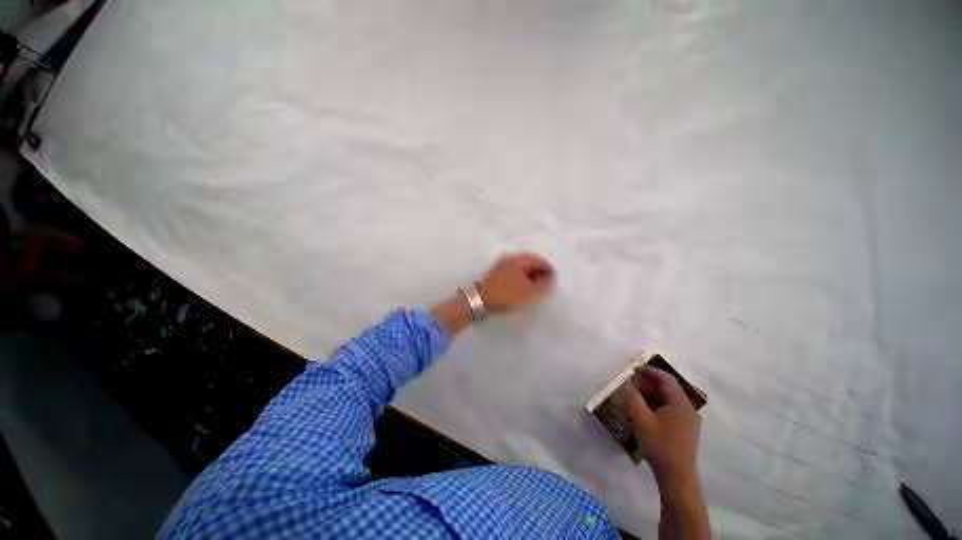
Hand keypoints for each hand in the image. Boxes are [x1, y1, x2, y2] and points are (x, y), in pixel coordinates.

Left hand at [478, 253, 555, 313]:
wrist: (480, 300)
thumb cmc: (507, 295)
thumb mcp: (529, 292)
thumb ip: (544, 285)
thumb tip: (552, 279)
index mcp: (519, 259)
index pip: (539, 260)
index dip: (549, 270)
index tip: (555, 281)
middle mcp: (510, 258)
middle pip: (530, 262)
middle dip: (540, 272)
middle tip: (547, 285)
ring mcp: (502, 265)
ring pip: (522, 268)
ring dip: (531, 276)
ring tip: (536, 288)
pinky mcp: (496, 274)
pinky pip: (515, 273)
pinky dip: (522, 279)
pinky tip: (523, 288)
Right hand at [623, 367, 701, 485]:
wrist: (676, 476)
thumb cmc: (659, 445)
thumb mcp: (641, 419)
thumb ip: (633, 398)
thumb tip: (628, 385)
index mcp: (680, 404)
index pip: (666, 379)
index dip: (650, 371)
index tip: (634, 370)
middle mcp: (688, 409)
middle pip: (668, 389)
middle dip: (648, 385)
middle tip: (631, 387)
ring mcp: (688, 420)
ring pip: (668, 400)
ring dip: (651, 396)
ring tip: (635, 399)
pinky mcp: (685, 429)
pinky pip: (670, 410)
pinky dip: (657, 406)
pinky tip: (645, 413)